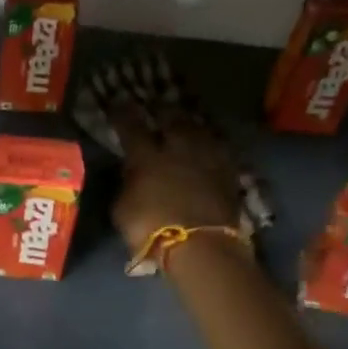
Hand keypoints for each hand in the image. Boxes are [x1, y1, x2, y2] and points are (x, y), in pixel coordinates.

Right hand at [110, 104, 242, 257]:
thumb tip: (129, 171)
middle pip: (171, 119)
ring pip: (199, 130)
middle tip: (157, 103)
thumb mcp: (122, 210)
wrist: (202, 247)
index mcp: (146, 157)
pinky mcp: (229, 173)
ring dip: (191, 122)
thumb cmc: (152, 230)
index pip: (131, 126)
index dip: (123, 113)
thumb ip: (126, 185)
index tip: (118, 101)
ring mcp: (206, 159)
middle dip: (163, 109)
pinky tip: (211, 143)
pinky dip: (212, 143)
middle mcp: (177, 149)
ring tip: (186, 118)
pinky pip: (220, 149)